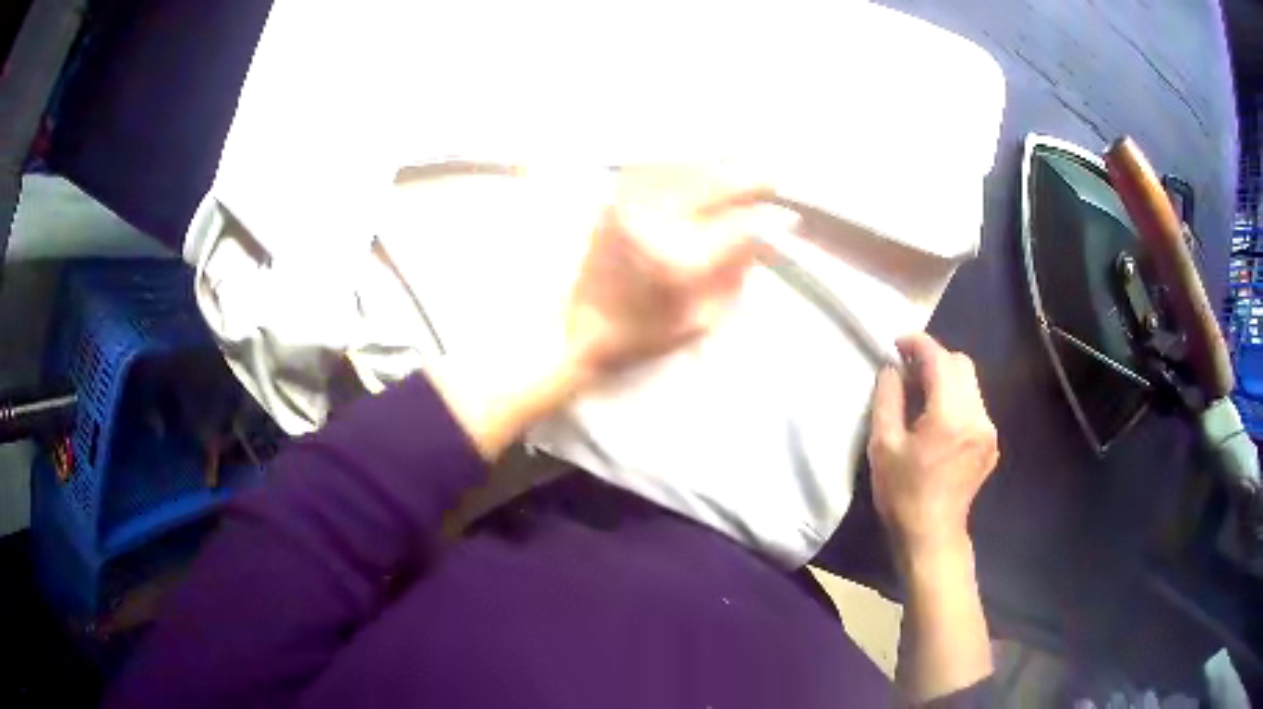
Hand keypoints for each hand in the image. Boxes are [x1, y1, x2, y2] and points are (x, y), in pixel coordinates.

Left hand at [437, 167, 788, 459]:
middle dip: (747, 176)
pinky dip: (677, 159)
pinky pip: (650, 168)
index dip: (769, 221)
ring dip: (714, 160)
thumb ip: (734, 278)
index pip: (738, 227)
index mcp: (681, 261)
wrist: (573, 330)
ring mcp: (630, 209)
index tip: (788, 219)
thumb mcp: (699, 321)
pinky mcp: (612, 205)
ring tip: (738, 159)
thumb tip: (760, 242)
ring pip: (680, 167)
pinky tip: (693, 159)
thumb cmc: (639, 335)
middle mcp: (655, 224)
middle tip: (770, 175)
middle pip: (711, 183)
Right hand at [867, 333, 997, 563]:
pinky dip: (956, 400)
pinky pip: (975, 405)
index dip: (918, 344)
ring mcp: (988, 430)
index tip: (898, 344)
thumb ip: (888, 398)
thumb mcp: (883, 445)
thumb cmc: (902, 493)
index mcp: (949, 415)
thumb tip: (894, 368)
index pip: (939, 359)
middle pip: (961, 364)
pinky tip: (938, 421)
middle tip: (909, 373)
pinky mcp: (991, 442)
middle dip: (935, 359)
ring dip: (946, 379)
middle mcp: (977, 416)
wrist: (931, 535)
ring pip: (971, 383)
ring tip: (922, 398)